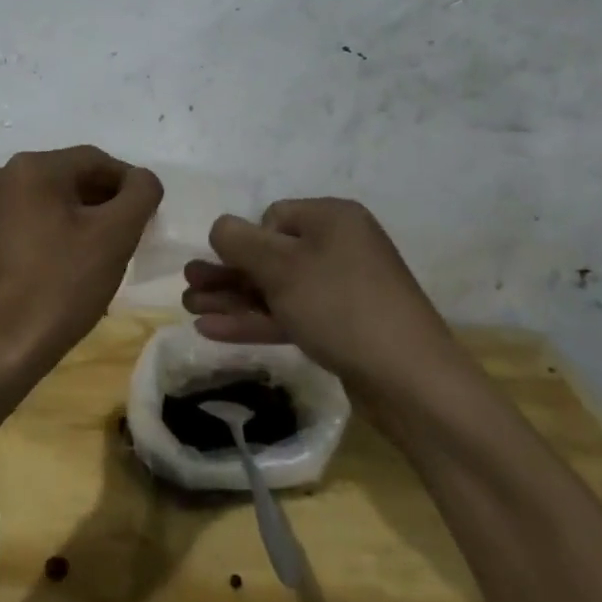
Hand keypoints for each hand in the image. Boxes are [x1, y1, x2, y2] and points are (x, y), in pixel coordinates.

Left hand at [0, 146, 163, 375]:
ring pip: (53, 200)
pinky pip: (32, 219)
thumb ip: (140, 195)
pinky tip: (72, 265)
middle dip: (106, 203)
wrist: (0, 346)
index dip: (129, 185)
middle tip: (130, 238)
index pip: (96, 161)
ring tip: (104, 255)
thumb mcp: (115, 236)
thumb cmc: (61, 285)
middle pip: (72, 178)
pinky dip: (57, 232)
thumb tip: (143, 180)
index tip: (148, 218)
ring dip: (83, 219)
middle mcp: (5, 175)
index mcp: (33, 166)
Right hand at [182, 197, 466, 404]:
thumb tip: (220, 228)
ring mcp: (343, 290)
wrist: (412, 384)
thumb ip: (239, 241)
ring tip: (189, 310)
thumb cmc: (341, 307)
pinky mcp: (343, 328)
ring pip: (276, 288)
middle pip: (270, 254)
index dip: (245, 241)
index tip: (226, 267)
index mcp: (332, 218)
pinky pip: (291, 315)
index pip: (273, 217)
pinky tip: (214, 331)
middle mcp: (340, 246)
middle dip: (227, 274)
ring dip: (233, 299)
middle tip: (189, 288)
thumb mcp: (281, 267)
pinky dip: (256, 321)